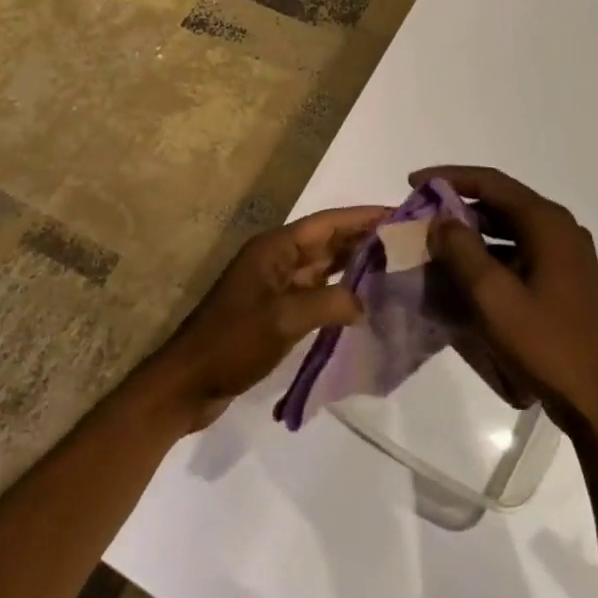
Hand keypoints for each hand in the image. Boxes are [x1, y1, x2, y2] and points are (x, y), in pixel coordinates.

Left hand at [154, 205, 388, 429]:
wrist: (188, 382)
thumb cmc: (232, 342)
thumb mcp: (283, 319)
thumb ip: (330, 303)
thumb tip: (366, 303)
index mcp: (274, 249)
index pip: (326, 223)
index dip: (362, 217)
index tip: (400, 215)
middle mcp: (276, 260)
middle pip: (327, 242)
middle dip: (364, 240)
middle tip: (408, 244)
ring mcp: (275, 286)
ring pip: (323, 268)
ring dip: (355, 267)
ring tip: (396, 269)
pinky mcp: (276, 312)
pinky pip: (316, 293)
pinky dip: (340, 294)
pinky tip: (366, 304)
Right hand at [412, 166, 597, 431]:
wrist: (597, 402)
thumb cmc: (544, 344)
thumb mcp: (492, 296)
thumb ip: (461, 251)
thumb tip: (441, 220)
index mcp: (548, 224)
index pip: (491, 182)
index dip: (450, 178)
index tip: (413, 183)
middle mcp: (561, 230)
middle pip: (502, 202)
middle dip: (458, 205)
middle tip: (421, 216)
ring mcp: (567, 256)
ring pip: (510, 228)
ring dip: (473, 231)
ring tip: (436, 244)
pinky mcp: (566, 280)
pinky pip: (520, 251)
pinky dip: (490, 254)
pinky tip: (465, 273)